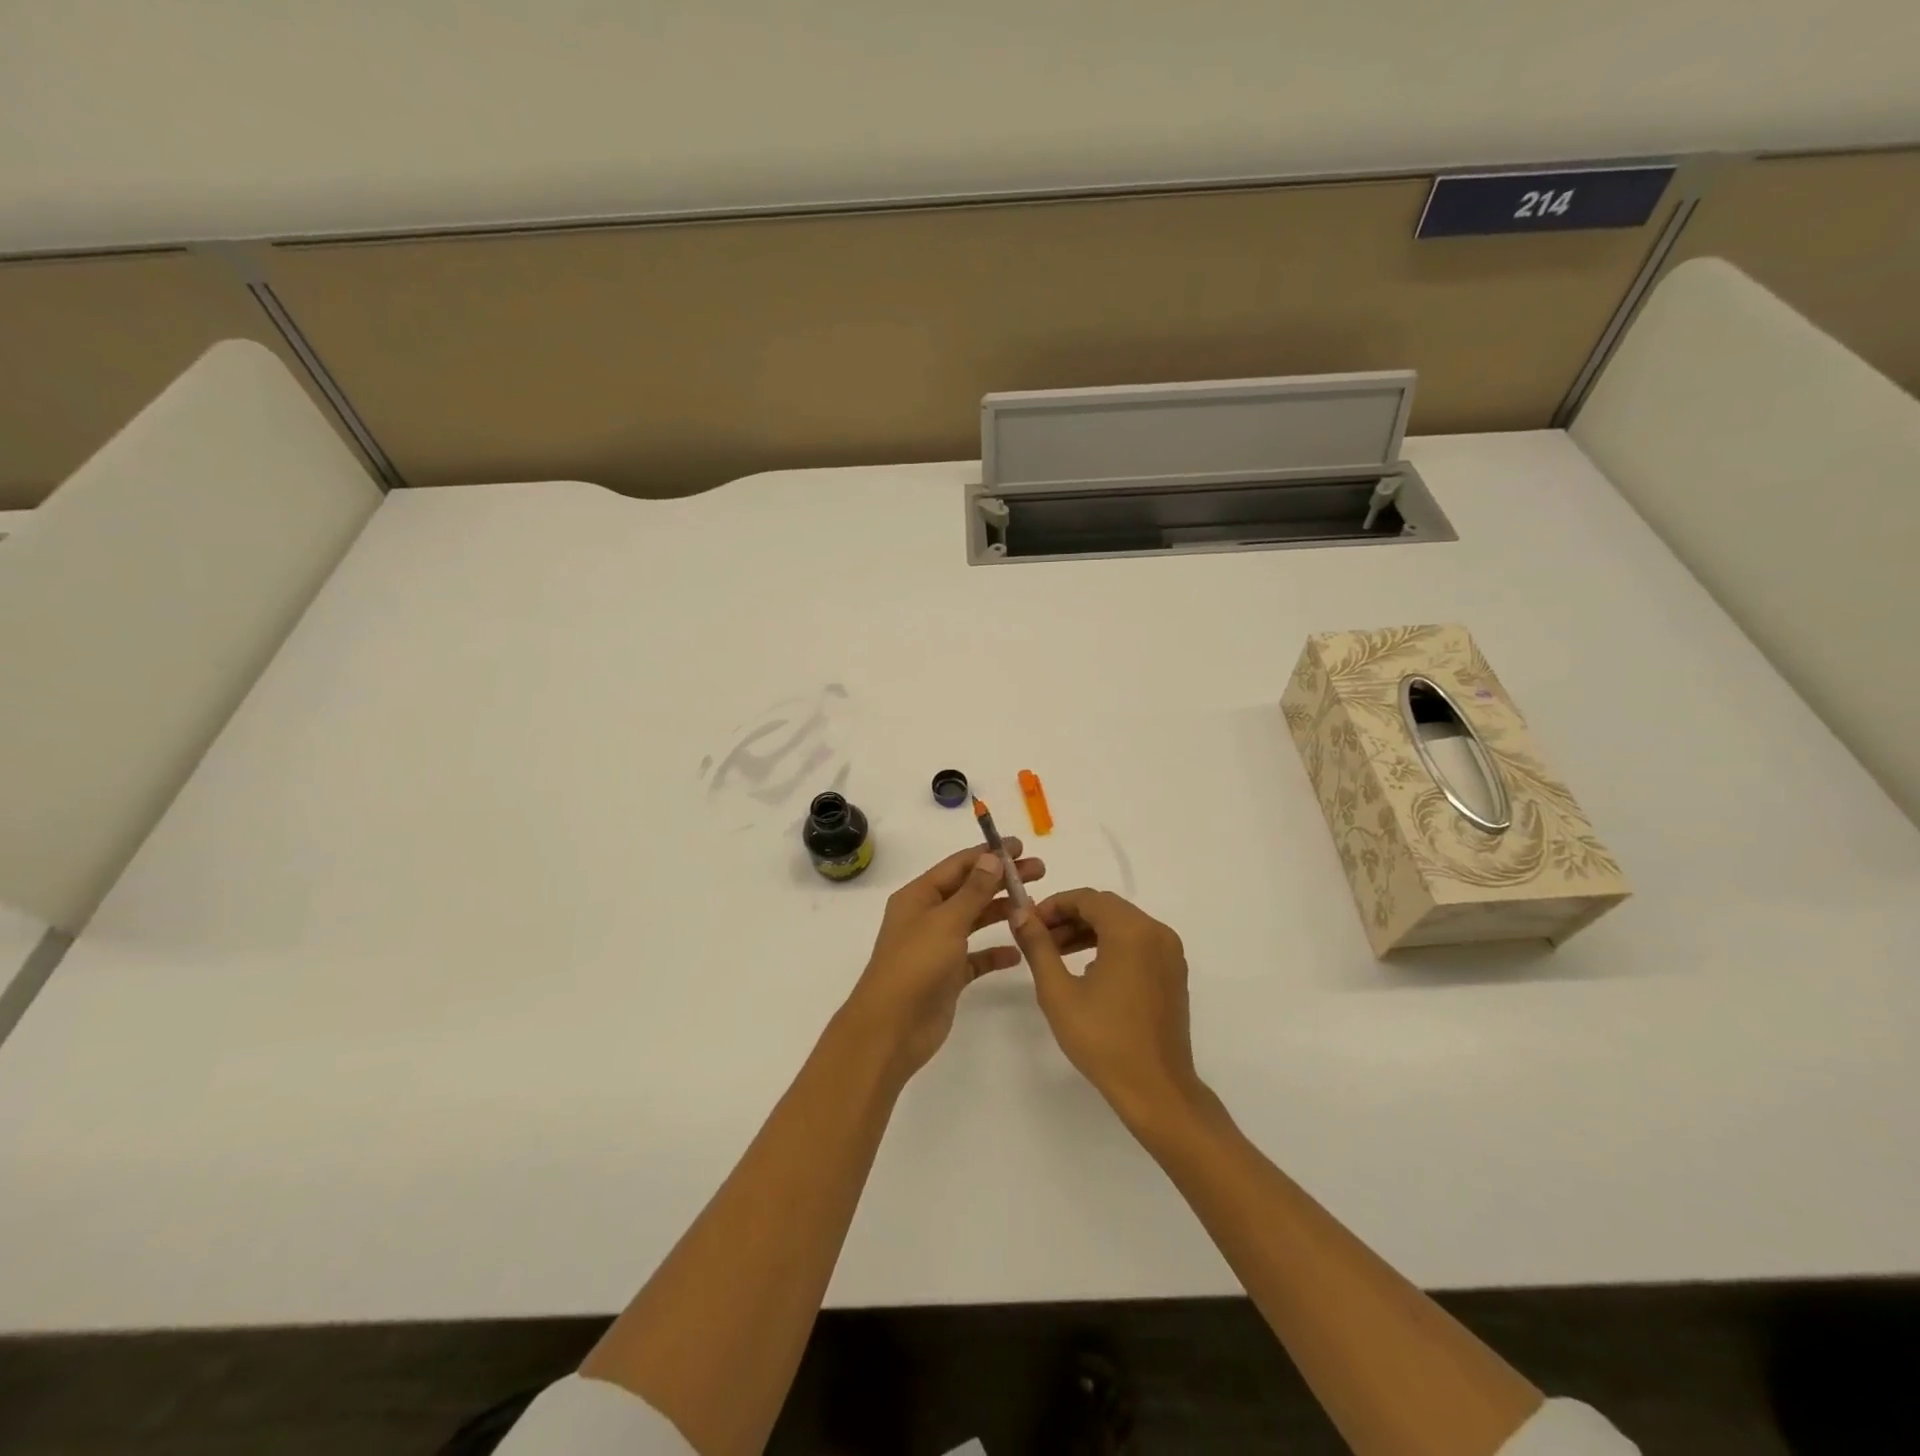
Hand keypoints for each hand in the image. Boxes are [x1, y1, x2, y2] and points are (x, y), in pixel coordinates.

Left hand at [843, 841, 1045, 1079]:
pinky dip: (995, 952)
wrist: (891, 1029)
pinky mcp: (948, 976)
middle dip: (1002, 879)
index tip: (1020, 846)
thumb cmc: (915, 965)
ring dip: (1001, 910)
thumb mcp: (946, 921)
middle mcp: (927, 916)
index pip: (958, 865)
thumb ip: (973, 890)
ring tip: (1035, 905)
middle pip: (970, 889)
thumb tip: (992, 857)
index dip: (988, 853)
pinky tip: (1018, 952)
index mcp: (919, 896)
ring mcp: (937, 946)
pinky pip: (976, 957)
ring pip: (974, 920)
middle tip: (1039, 871)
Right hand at [1012, 889, 1204, 1130]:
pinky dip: (1111, 945)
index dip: (1054, 905)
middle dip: (1069, 917)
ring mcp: (1170, 952)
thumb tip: (1019, 913)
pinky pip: (1138, 943)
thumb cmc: (1103, 1040)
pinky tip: (1087, 969)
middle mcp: (1156, 932)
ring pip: (1122, 924)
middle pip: (1106, 908)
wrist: (1156, 1089)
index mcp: (1131, 931)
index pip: (1087, 898)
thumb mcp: (1058, 992)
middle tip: (1038, 938)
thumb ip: (1038, 946)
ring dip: (1088, 931)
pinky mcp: (1173, 972)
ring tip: (1056, 954)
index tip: (1028, 923)